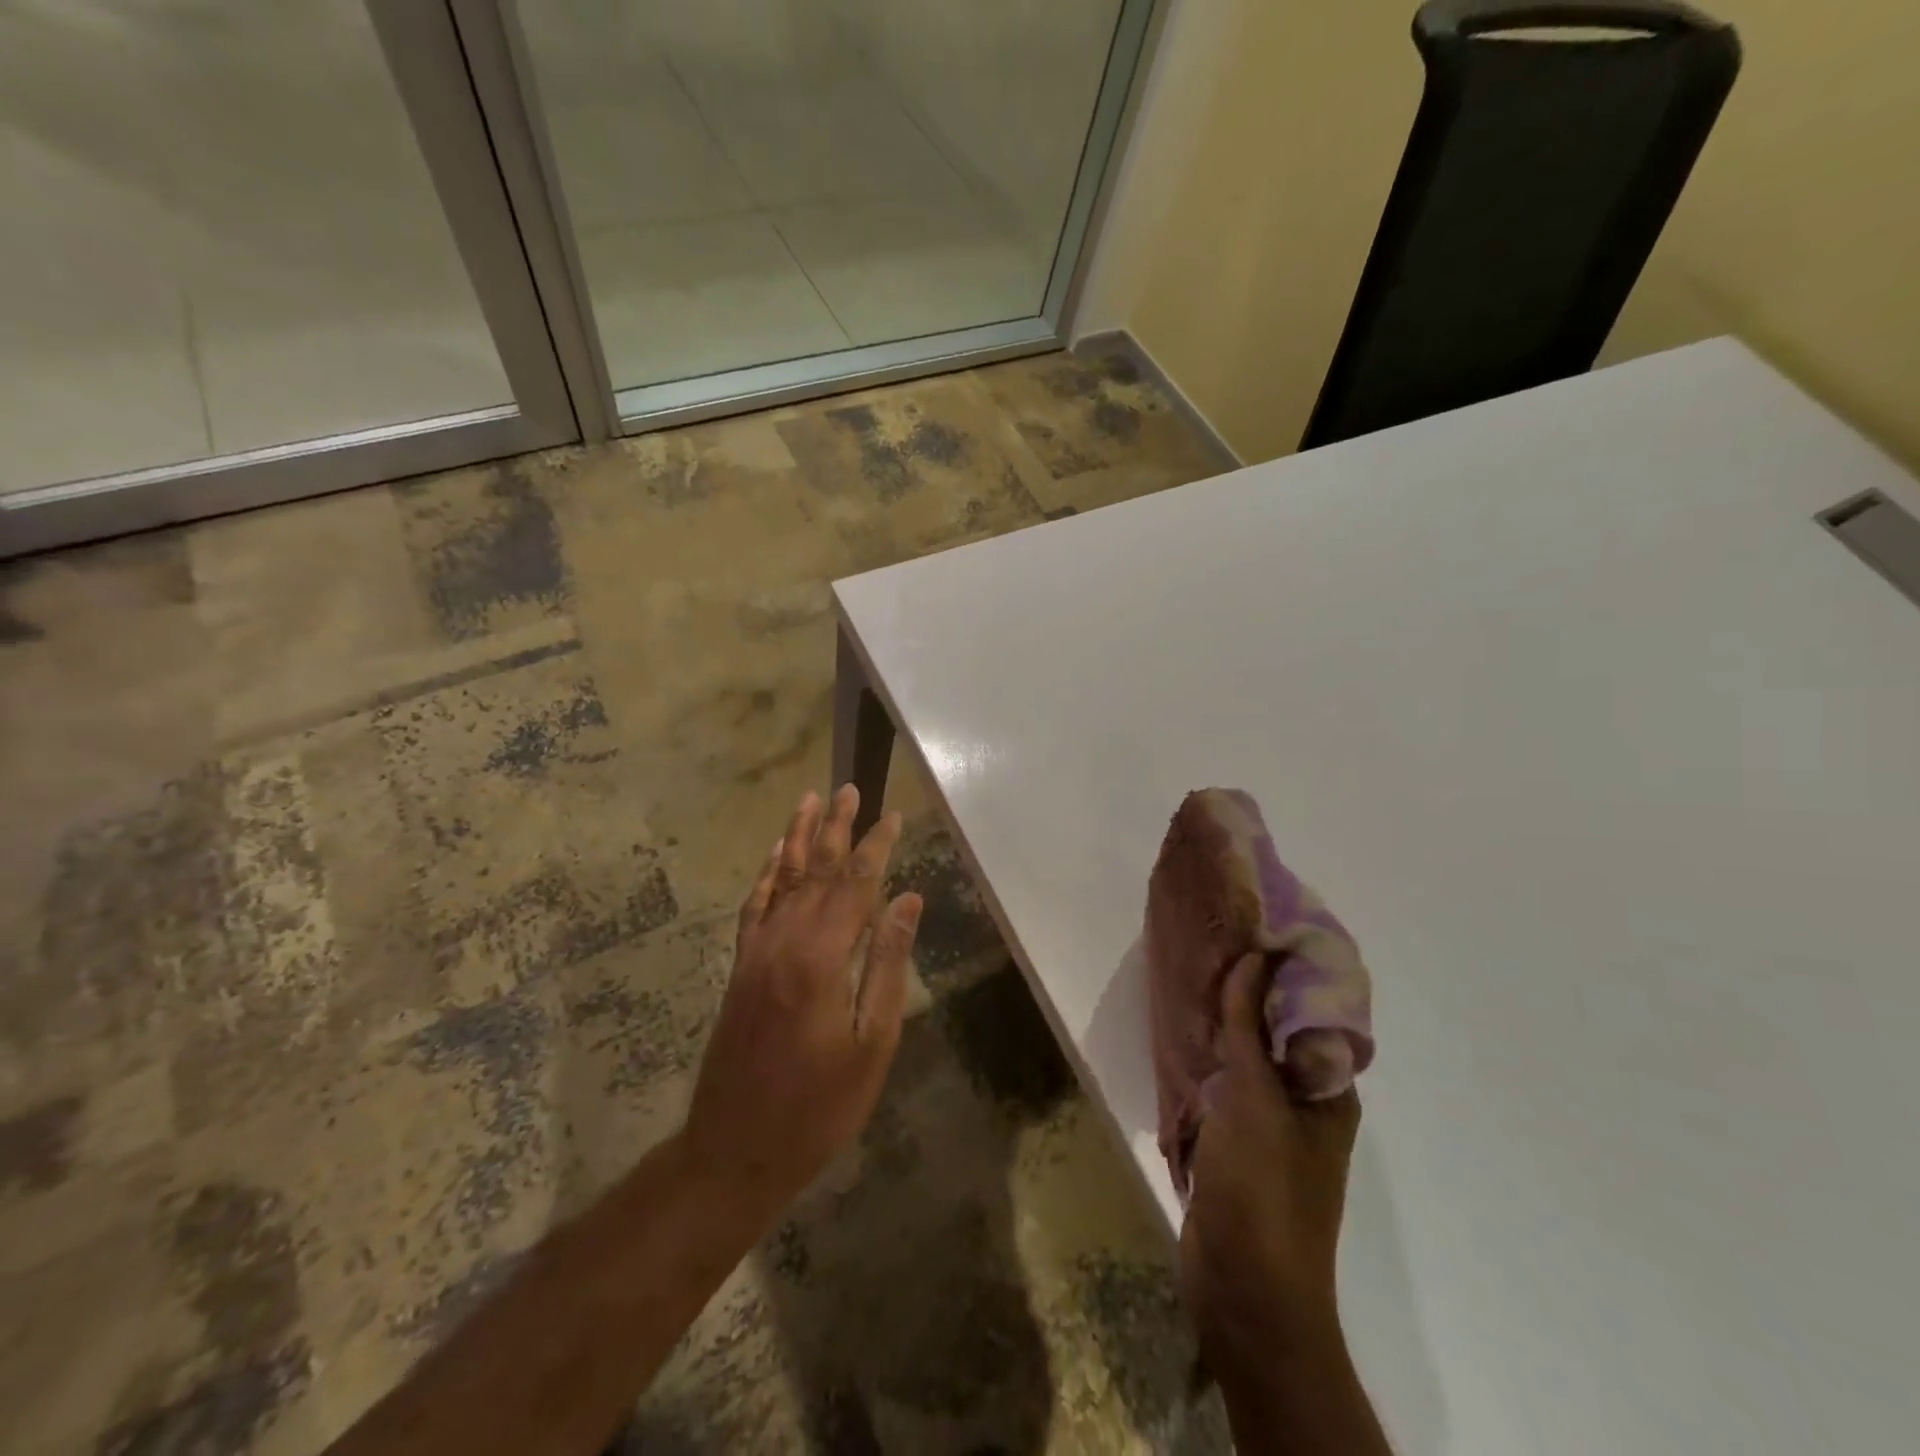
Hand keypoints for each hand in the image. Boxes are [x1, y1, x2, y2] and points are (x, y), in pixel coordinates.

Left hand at [681, 785, 922, 1223]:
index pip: (857, 885)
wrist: (734, 1151)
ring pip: (782, 879)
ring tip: (811, 800)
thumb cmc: (818, 1106)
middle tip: (850, 788)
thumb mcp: (871, 1043)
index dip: (877, 847)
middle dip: (837, 828)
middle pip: (817, 871)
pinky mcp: (741, 967)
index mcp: (822, 958)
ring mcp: (756, 952)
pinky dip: (767, 874)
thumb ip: (888, 965)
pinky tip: (776, 855)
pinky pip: (754, 906)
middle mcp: (784, 941)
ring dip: (799, 837)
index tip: (894, 815)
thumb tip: (908, 900)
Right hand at [1181, 953, 1360, 1369]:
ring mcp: (1269, 1125)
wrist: (1245, 1290)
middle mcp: (1305, 1102)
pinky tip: (1181, 1032)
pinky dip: (1207, 1057)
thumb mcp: (1256, 1098)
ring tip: (1193, 975)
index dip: (1288, 969)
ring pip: (1247, 1057)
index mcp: (1328, 1089)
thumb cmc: (1263, 1188)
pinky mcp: (1235, 1143)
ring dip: (1225, 1022)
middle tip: (1214, 942)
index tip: (1253, 926)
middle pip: (1277, 1031)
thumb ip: (1250, 1026)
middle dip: (1250, 989)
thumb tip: (1255, 957)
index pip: (1313, 1012)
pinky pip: (1223, 1084)